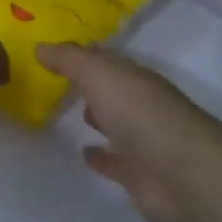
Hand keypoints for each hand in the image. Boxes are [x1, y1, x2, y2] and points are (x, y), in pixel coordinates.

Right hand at [36, 43, 221, 221]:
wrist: (181, 174)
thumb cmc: (140, 115)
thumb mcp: (99, 75)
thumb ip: (69, 60)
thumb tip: (39, 46)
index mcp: (137, 80)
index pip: (108, 62)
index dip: (83, 56)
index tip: (53, 54)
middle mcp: (142, 107)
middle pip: (113, 92)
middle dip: (92, 86)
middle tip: (59, 82)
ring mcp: (143, 142)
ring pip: (115, 125)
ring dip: (98, 119)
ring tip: (69, 114)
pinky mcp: (138, 175)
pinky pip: (114, 161)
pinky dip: (100, 156)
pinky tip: (84, 153)